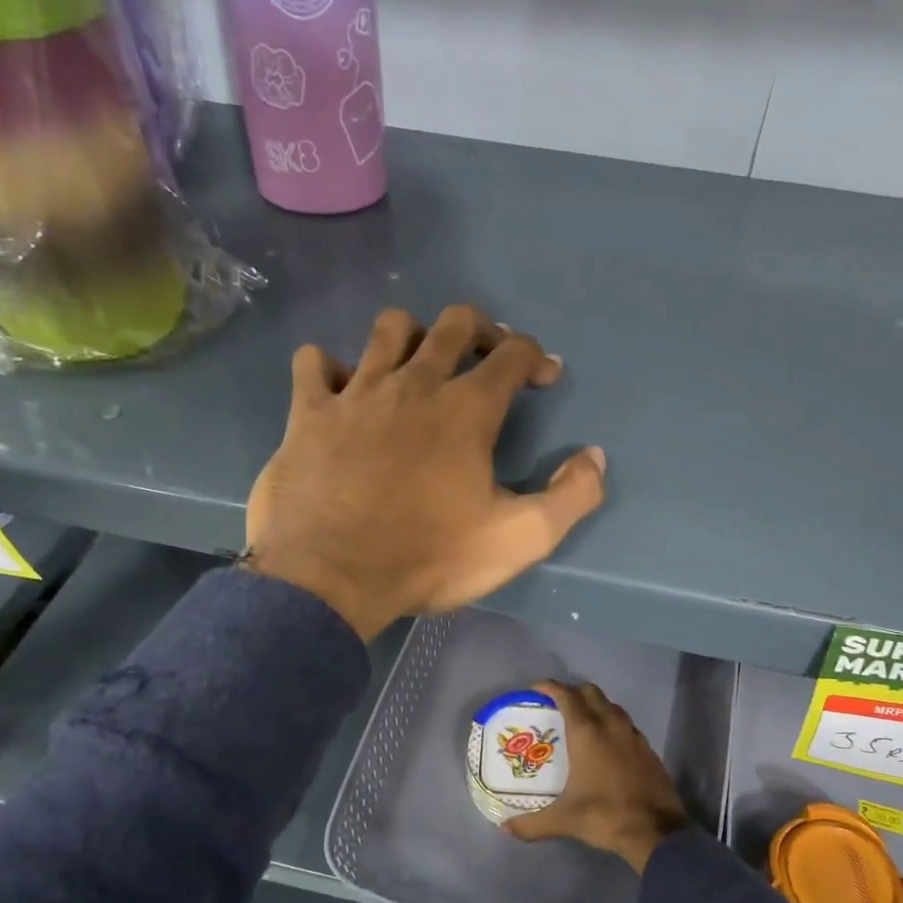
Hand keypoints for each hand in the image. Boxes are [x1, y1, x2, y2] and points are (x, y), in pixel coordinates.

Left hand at [246, 306, 606, 639]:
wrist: (330, 578)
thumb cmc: (428, 557)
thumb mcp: (520, 539)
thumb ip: (571, 496)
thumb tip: (594, 457)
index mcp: (467, 409)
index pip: (512, 354)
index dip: (535, 357)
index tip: (543, 377)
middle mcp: (413, 384)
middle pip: (454, 324)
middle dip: (481, 330)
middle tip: (486, 358)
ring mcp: (356, 393)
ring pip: (389, 329)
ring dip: (412, 336)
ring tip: (417, 367)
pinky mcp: (308, 412)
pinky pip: (314, 363)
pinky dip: (330, 368)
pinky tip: (341, 391)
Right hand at [505, 680, 687, 873]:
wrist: (657, 832)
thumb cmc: (605, 816)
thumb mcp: (564, 821)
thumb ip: (532, 824)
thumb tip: (506, 828)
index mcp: (587, 733)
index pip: (567, 696)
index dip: (550, 687)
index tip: (536, 688)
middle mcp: (611, 726)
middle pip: (591, 693)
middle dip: (573, 692)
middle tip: (557, 704)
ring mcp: (633, 735)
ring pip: (612, 706)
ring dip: (595, 706)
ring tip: (581, 722)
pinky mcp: (648, 749)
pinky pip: (626, 724)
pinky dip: (612, 724)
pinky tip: (607, 745)